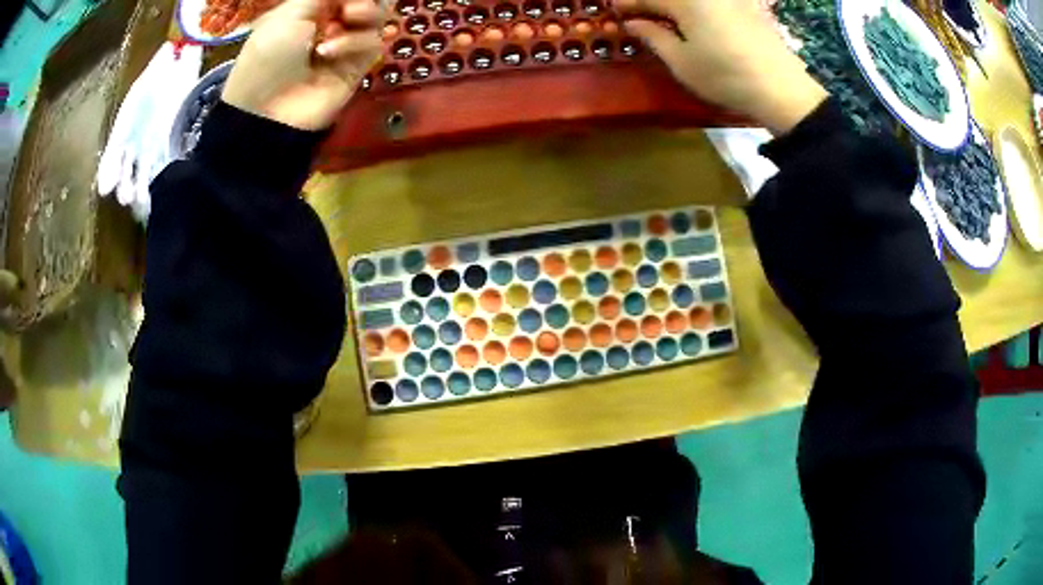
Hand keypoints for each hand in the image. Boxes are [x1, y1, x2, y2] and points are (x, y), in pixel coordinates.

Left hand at [222, 0, 382, 130]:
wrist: (267, 110)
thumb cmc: (269, 55)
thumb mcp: (291, 13)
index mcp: (312, 8)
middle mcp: (332, 21)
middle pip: (369, 2)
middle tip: (351, 5)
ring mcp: (347, 43)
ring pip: (378, 17)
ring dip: (367, 12)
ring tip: (348, 16)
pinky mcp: (358, 66)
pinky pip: (373, 43)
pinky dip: (355, 41)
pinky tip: (329, 51)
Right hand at [616, 0, 827, 134]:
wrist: (781, 89)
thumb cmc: (725, 76)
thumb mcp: (682, 62)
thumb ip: (654, 37)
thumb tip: (633, 23)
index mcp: (686, 1)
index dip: (629, 3)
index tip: (613, 9)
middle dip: (651, 2)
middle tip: (636, 12)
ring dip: (673, 4)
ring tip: (662, 16)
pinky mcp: (746, 6)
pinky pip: (712, 3)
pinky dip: (695, 6)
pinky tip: (692, 16)